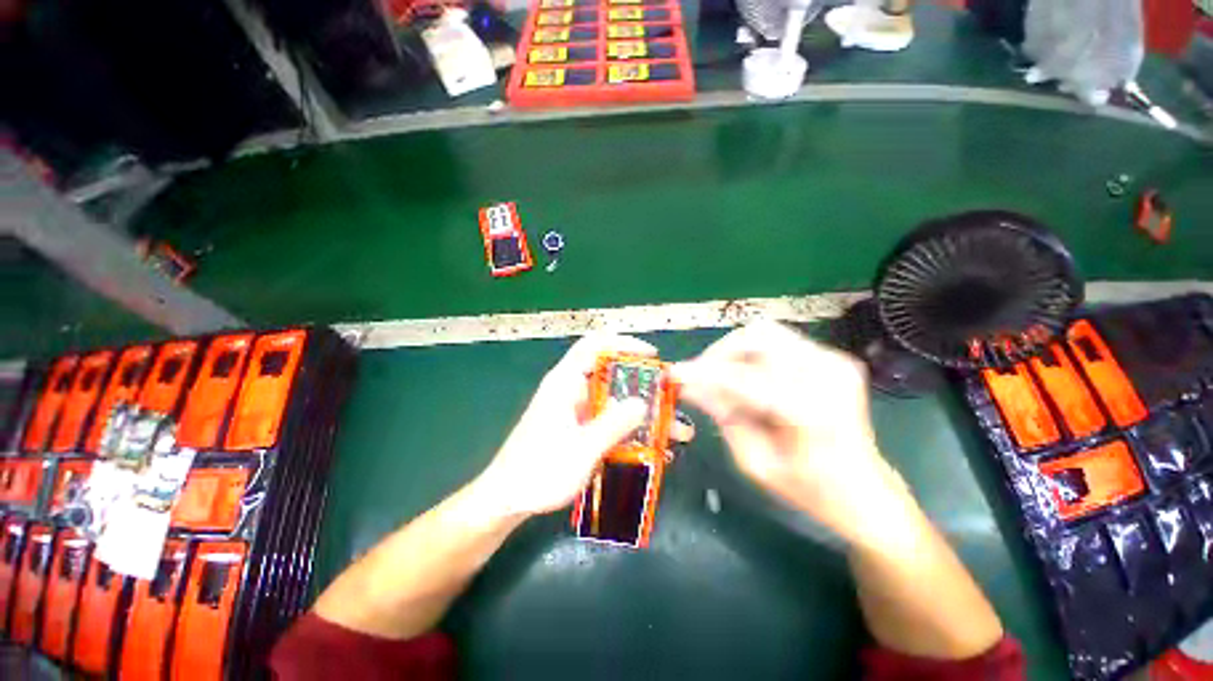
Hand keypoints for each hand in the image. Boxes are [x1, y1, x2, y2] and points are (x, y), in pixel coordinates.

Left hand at [473, 333, 692, 520]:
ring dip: (641, 411)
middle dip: (644, 384)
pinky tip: (650, 446)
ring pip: (614, 399)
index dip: (624, 343)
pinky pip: (609, 418)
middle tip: (670, 398)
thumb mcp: (582, 449)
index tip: (652, 356)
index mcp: (566, 382)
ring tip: (673, 430)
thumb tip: (642, 403)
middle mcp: (571, 389)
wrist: (507, 499)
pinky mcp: (578, 426)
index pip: (595, 344)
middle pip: (612, 373)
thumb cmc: (540, 471)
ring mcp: (575, 409)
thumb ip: (613, 424)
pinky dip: (629, 426)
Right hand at [673, 320, 906, 544]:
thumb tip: (689, 386)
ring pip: (765, 332)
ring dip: (734, 352)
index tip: (674, 374)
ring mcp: (834, 361)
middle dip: (720, 353)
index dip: (703, 373)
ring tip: (722, 378)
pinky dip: (753, 355)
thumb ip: (722, 416)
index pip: (742, 378)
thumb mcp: (754, 461)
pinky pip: (779, 342)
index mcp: (811, 411)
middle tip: (702, 377)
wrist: (865, 492)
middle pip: (757, 336)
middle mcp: (827, 374)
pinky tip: (748, 379)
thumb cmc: (809, 490)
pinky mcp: (834, 358)